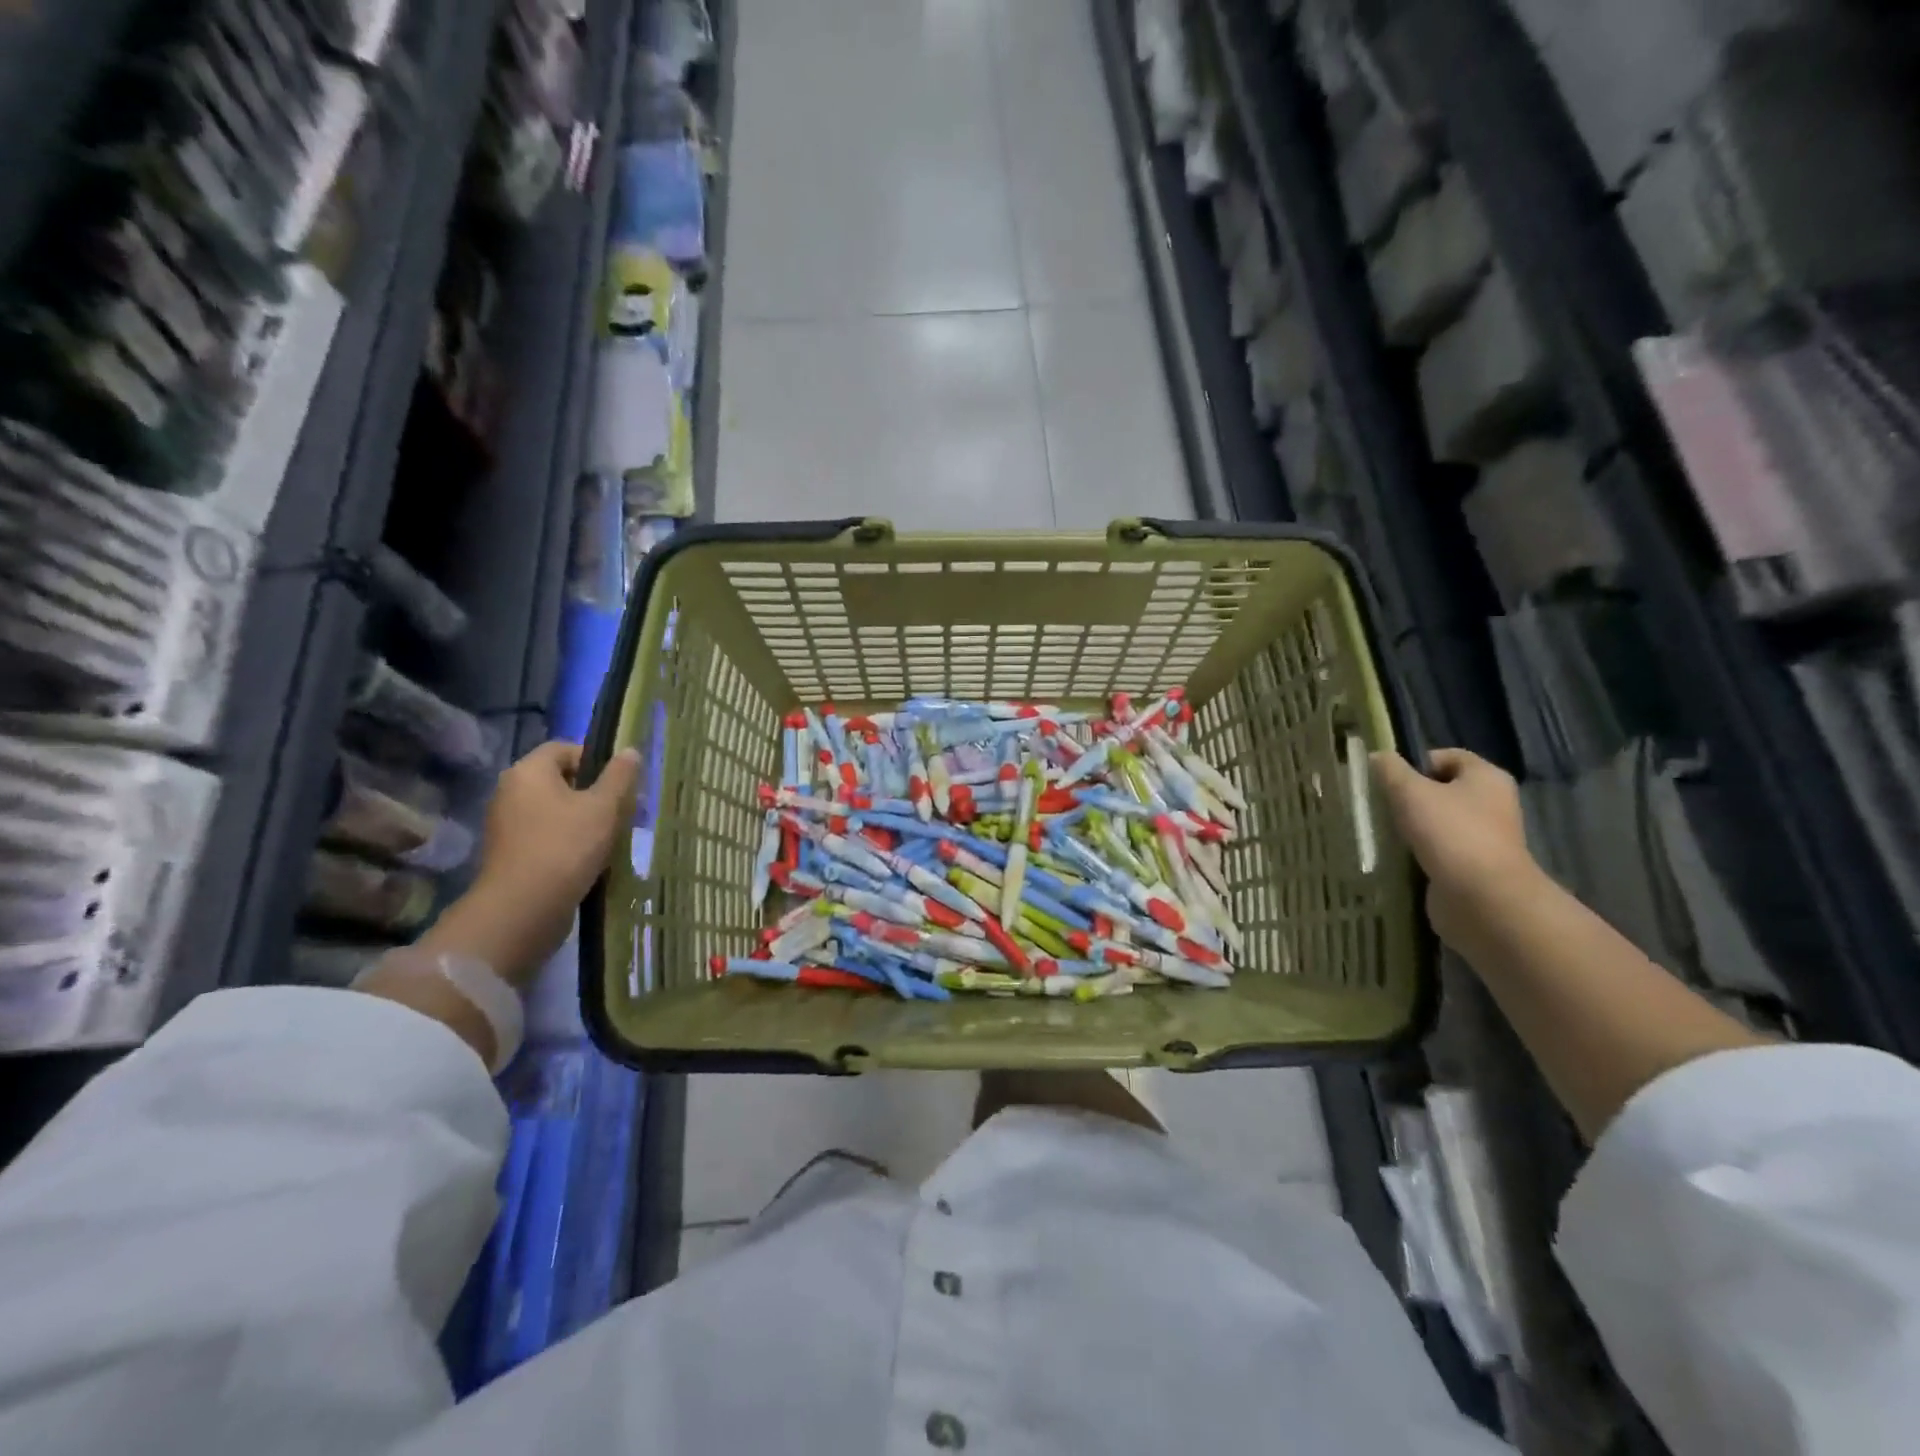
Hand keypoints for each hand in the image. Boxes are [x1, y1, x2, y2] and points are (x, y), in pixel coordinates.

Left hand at [417, 742, 642, 985]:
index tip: (622, 783)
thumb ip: (620, 776)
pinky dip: (571, 841)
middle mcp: (511, 792)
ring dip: (588, 820)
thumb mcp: (604, 807)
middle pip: (562, 780)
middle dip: (597, 793)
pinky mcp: (512, 854)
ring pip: (558, 810)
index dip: (597, 760)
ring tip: (615, 838)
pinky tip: (594, 860)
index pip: (566, 748)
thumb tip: (630, 751)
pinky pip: (548, 835)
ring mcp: (508, 825)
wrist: (522, 909)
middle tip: (626, 812)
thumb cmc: (566, 847)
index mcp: (528, 771)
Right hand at [1370, 748, 1539, 950]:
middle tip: (1381, 805)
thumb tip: (1377, 756)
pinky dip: (1420, 852)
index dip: (1415, 762)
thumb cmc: (1450, 833)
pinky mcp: (1474, 867)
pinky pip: (1440, 850)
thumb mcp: (1410, 792)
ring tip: (1385, 831)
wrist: (1482, 898)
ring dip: (1413, 826)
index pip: (1448, 757)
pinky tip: (1399, 856)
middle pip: (1443, 790)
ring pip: (1439, 822)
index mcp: (1487, 778)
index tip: (1387, 779)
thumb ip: (1390, 770)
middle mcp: (1493, 804)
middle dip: (1410, 796)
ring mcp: (1485, 838)